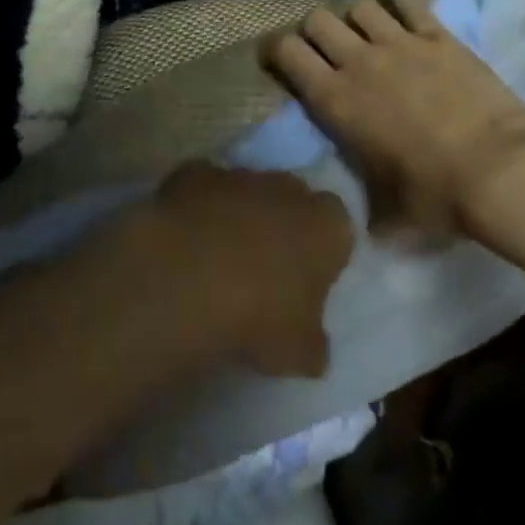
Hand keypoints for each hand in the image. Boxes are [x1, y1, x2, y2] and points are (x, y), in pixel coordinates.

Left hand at [142, 163, 353, 377]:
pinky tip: (185, 241)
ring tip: (218, 260)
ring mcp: (241, 175)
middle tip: (265, 271)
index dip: (323, 256)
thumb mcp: (299, 352)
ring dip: (239, 216)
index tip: (306, 285)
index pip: (339, 231)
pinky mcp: (196, 172)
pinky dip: (197, 208)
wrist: (188, 276)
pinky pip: (203, 189)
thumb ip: (313, 344)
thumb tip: (314, 348)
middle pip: (293, 202)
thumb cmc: (260, 315)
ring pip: (248, 192)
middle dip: (283, 227)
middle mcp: (290, 188)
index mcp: (328, 225)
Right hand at [262, 0, 524, 237]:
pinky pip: (406, 1)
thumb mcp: (385, 211)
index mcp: (335, 101)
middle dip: (314, 30)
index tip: (279, 59)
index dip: (276, 51)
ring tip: (367, 33)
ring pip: (360, 5)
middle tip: (325, 48)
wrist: (498, 169)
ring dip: (356, 17)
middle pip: (318, 19)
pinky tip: (399, 11)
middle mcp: (359, 61)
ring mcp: (400, 42)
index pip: (286, 53)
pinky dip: (396, 1)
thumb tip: (364, 218)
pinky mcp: (437, 35)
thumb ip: (364, 202)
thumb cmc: (435, 195)